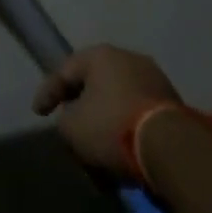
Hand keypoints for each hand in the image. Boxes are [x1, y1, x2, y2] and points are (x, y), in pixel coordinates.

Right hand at [33, 44, 181, 178]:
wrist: (171, 149)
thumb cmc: (112, 127)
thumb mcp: (72, 127)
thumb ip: (64, 119)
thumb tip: (75, 118)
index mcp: (101, 55)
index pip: (65, 70)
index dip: (48, 93)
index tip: (38, 114)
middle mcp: (128, 58)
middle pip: (94, 86)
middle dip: (81, 111)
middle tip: (71, 131)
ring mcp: (154, 80)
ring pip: (118, 103)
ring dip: (105, 125)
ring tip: (97, 153)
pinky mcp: (173, 105)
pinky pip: (138, 116)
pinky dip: (126, 133)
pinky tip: (121, 157)